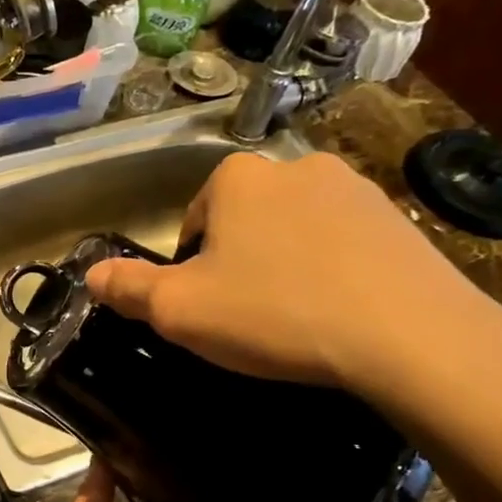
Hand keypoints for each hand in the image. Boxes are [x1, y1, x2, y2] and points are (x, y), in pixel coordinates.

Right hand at [86, 151, 501, 405]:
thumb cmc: (275, 313)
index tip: (207, 308)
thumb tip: (92, 273)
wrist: (409, 335)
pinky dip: (332, 272)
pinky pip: (343, 244)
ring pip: (294, 230)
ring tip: (296, 319)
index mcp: (236, 178)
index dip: (191, 268)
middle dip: (239, 263)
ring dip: (285, 265)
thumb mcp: (181, 310)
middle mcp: (294, 166)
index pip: (194, 220)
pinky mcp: (397, 218)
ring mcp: (354, 187)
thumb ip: (129, 288)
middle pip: (244, 221)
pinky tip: (340, 313)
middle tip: (248, 318)